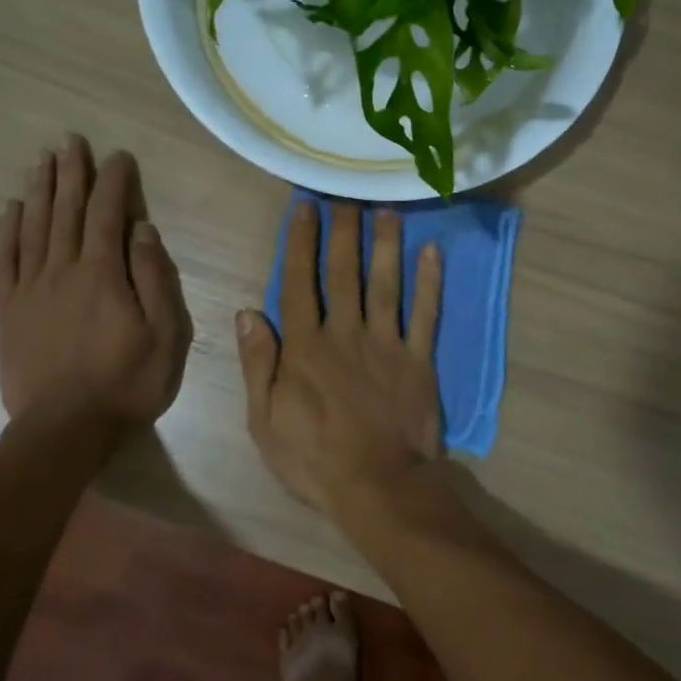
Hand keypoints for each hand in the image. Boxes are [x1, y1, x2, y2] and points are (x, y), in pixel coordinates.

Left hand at [0, 135, 191, 433]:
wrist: (65, 429)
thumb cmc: (127, 382)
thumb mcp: (166, 334)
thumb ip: (155, 278)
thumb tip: (143, 230)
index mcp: (103, 274)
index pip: (107, 214)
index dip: (114, 181)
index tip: (118, 156)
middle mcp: (63, 270)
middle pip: (65, 210)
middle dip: (71, 172)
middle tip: (70, 140)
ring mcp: (30, 289)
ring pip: (33, 227)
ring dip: (39, 190)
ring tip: (41, 160)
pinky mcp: (8, 310)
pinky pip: (4, 260)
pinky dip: (7, 231)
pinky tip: (10, 209)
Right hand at [236, 201, 443, 518]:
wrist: (376, 487)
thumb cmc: (313, 458)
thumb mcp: (264, 419)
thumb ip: (258, 363)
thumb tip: (248, 312)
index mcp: (305, 346)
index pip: (299, 282)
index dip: (301, 242)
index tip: (304, 208)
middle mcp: (345, 333)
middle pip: (343, 272)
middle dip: (343, 230)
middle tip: (346, 193)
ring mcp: (386, 344)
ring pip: (385, 284)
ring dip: (385, 244)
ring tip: (387, 209)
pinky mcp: (418, 361)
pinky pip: (425, 315)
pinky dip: (430, 283)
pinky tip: (432, 252)